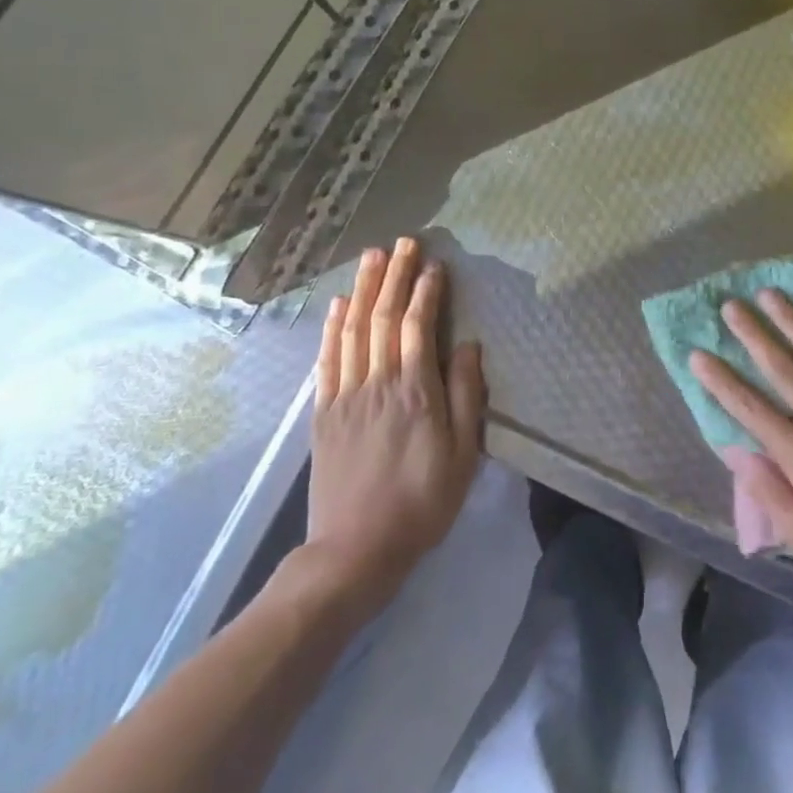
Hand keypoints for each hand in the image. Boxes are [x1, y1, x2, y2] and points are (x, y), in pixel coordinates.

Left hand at [303, 238, 484, 603]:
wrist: (354, 550)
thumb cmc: (421, 502)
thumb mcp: (462, 454)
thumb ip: (467, 395)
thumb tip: (469, 346)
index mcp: (416, 391)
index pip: (418, 326)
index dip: (426, 291)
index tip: (434, 264)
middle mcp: (377, 383)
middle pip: (383, 318)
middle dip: (393, 276)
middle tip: (403, 242)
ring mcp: (345, 396)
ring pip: (352, 330)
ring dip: (362, 290)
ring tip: (371, 258)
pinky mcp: (323, 413)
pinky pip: (327, 359)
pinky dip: (331, 327)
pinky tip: (337, 305)